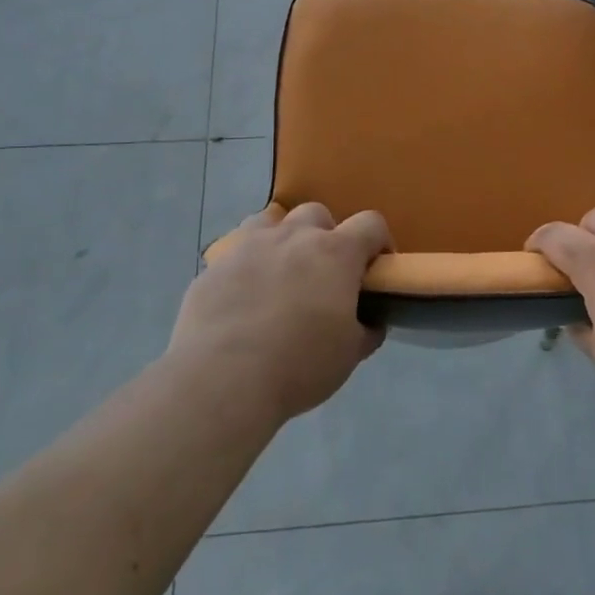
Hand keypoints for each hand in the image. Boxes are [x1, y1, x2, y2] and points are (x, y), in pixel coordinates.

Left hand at [169, 203, 391, 423]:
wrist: (222, 380)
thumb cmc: (299, 365)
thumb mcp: (349, 355)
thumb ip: (366, 330)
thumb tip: (370, 322)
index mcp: (336, 253)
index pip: (371, 224)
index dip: (379, 242)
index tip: (376, 268)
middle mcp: (294, 237)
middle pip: (317, 214)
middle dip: (326, 236)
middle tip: (324, 274)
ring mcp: (250, 245)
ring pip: (272, 220)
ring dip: (283, 239)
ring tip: (281, 273)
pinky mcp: (215, 264)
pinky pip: (236, 250)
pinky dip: (247, 263)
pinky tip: (244, 294)